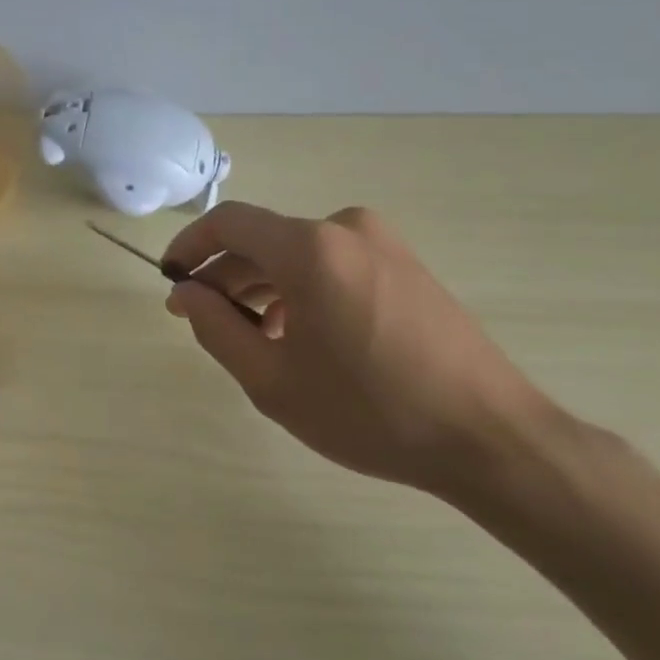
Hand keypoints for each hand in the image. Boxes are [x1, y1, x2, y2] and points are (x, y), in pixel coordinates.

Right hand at [163, 202, 560, 497]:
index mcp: (309, 248)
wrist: (489, 436)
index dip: (190, 246)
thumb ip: (215, 328)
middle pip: (263, 240)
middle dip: (225, 276)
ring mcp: (382, 243)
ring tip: (251, 337)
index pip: (228, 223)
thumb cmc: (369, 411)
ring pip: (297, 254)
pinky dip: (302, 289)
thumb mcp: (272, 380)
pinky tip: (300, 335)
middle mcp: (345, 228)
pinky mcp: (405, 264)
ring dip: (263, 286)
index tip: (170, 280)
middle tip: (200, 319)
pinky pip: (332, 263)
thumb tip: (186, 293)